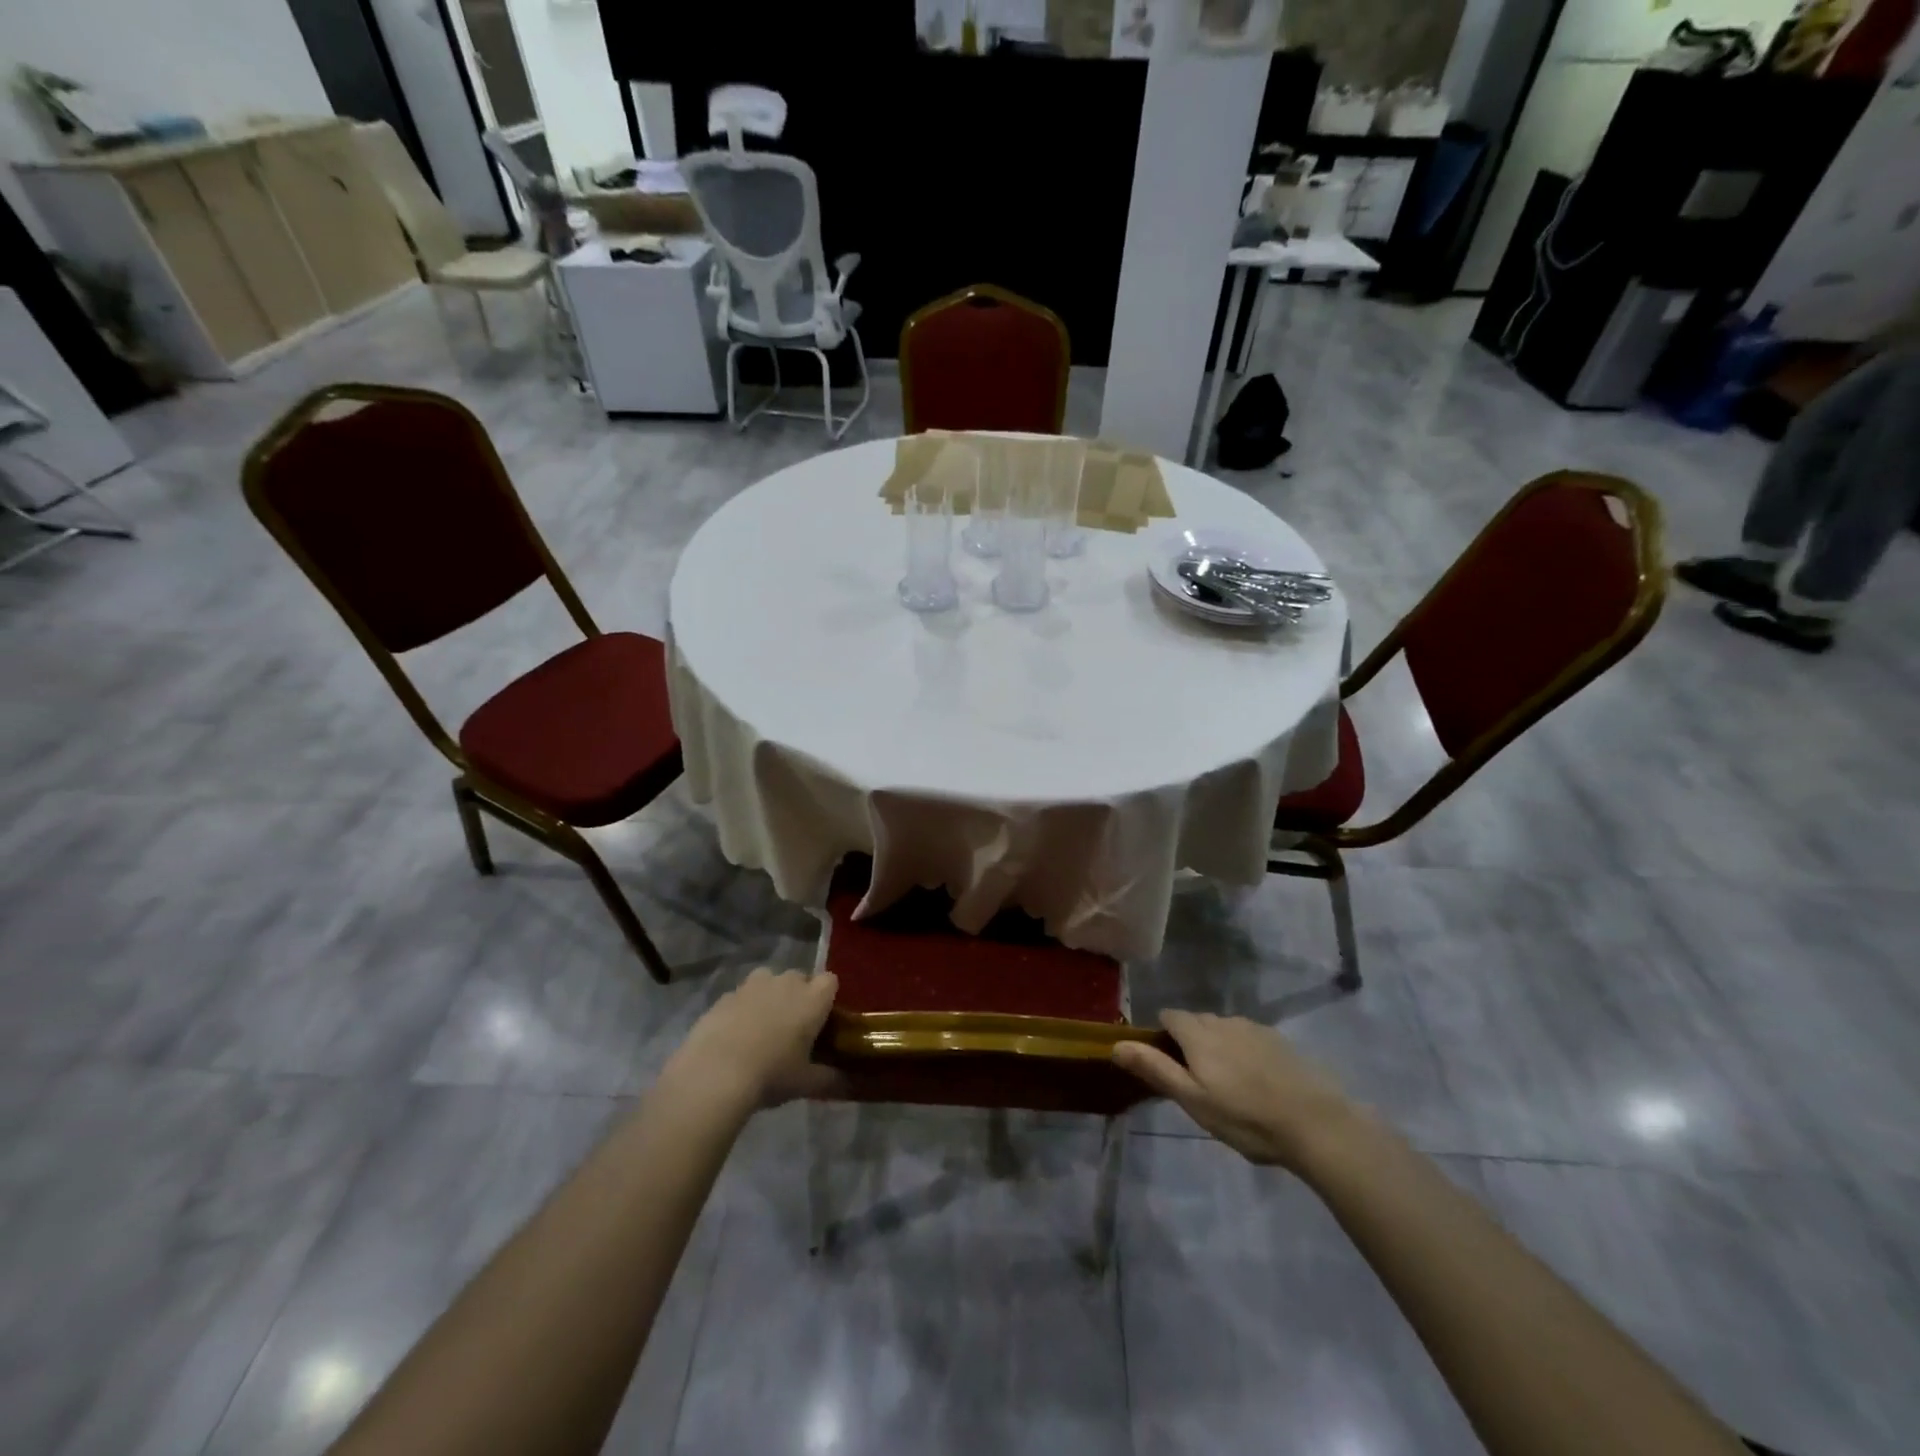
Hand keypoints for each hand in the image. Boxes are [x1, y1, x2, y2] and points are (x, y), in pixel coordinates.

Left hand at [663, 968, 844, 1113]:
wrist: (714, 1073)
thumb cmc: (771, 1075)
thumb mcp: (805, 1083)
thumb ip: (830, 1078)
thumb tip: (848, 1082)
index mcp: (812, 998)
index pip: (830, 981)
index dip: (827, 997)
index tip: (822, 1019)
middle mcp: (786, 982)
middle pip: (800, 978)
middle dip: (798, 995)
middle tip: (793, 1027)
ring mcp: (753, 985)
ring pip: (769, 980)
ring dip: (770, 995)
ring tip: (763, 1026)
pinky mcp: (725, 995)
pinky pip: (742, 995)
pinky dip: (743, 1008)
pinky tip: (735, 1035)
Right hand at [1112, 1010, 1354, 1168]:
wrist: (1317, 1124)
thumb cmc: (1246, 1117)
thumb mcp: (1193, 1100)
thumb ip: (1155, 1069)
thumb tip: (1116, 1044)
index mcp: (1199, 1033)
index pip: (1169, 1016)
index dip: (1162, 1037)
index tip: (1167, 1067)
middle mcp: (1224, 1021)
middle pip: (1196, 1022)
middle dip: (1190, 1043)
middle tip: (1198, 1084)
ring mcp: (1256, 1029)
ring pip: (1224, 1031)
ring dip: (1218, 1048)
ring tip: (1229, 1087)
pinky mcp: (1281, 1042)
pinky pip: (1249, 1039)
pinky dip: (1244, 1054)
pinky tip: (1257, 1084)